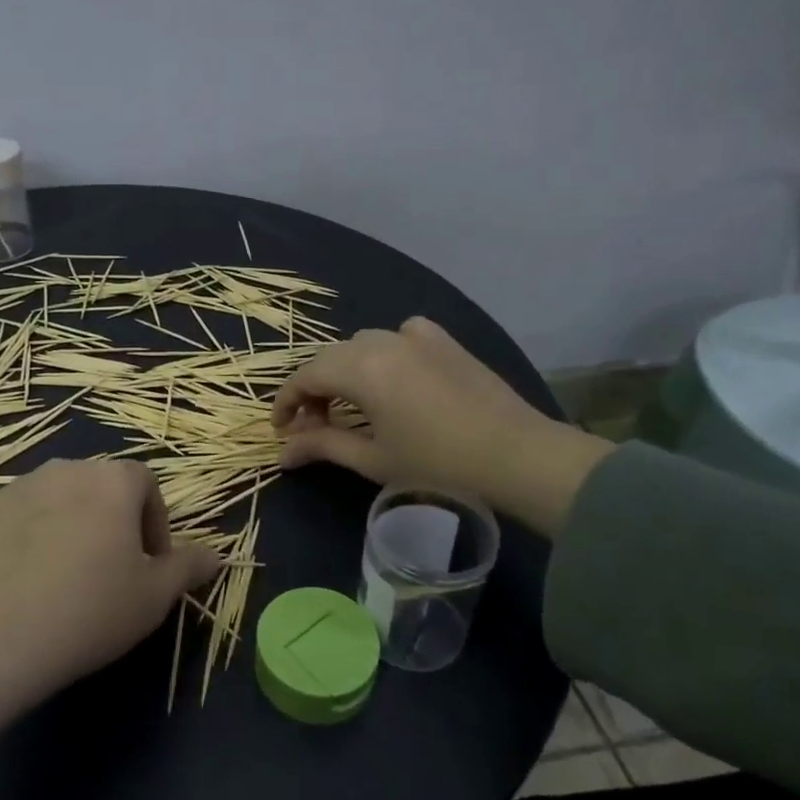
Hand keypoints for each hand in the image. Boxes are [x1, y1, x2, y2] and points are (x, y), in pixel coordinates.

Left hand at [0, 459, 220, 689]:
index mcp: (112, 481)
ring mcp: (15, 487)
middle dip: (109, 522)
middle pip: (98, 488)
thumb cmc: (90, 611)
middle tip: (107, 573)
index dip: (154, 522)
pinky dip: (23, 540)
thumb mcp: (153, 597)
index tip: (149, 564)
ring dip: (65, 527)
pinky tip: (18, 584)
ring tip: (60, 580)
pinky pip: (13, 519)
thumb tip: (215, 554)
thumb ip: (187, 567)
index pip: (145, 484)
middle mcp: (64, 469)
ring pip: (54, 501)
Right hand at [271, 316, 613, 537]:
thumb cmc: (438, 464)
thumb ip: (323, 446)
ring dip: (346, 371)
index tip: (281, 430)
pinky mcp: (444, 341)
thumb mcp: (372, 458)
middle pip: (330, 358)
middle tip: (313, 426)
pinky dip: (385, 353)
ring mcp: (417, 336)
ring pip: (362, 345)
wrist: (518, 455)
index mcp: (361, 368)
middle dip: (314, 390)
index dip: (286, 402)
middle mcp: (383, 341)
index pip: (305, 376)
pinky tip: (395, 375)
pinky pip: (401, 336)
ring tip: (351, 406)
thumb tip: (283, 453)